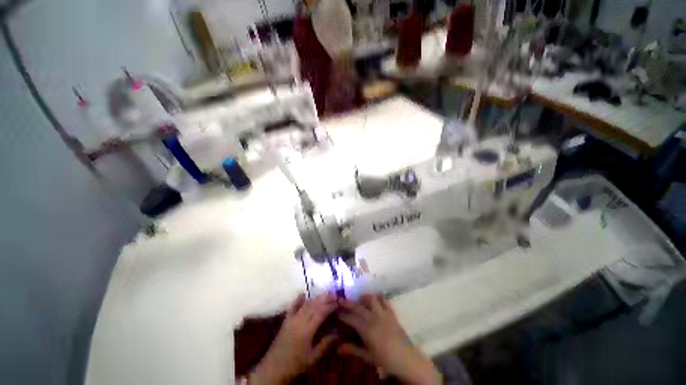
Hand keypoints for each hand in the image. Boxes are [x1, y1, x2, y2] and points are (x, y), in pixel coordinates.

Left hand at [249, 293, 337, 383]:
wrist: (273, 368)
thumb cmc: (295, 365)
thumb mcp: (312, 358)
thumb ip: (325, 344)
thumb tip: (337, 333)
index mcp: (307, 330)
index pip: (321, 313)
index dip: (330, 306)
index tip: (338, 302)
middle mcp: (299, 321)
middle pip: (314, 305)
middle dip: (325, 298)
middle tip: (334, 294)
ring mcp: (291, 319)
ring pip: (305, 305)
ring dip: (315, 298)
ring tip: (324, 294)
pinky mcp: (285, 320)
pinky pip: (292, 307)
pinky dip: (298, 299)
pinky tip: (303, 293)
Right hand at [338, 295, 441, 384]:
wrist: (407, 359)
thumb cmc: (386, 360)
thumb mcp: (368, 356)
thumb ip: (353, 350)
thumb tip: (337, 348)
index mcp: (368, 330)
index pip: (351, 319)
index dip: (343, 314)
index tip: (336, 310)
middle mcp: (375, 318)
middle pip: (359, 307)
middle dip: (348, 303)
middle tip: (341, 300)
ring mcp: (384, 314)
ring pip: (372, 299)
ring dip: (364, 297)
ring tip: (358, 298)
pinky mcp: (391, 313)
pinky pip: (384, 300)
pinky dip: (378, 297)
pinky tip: (374, 297)